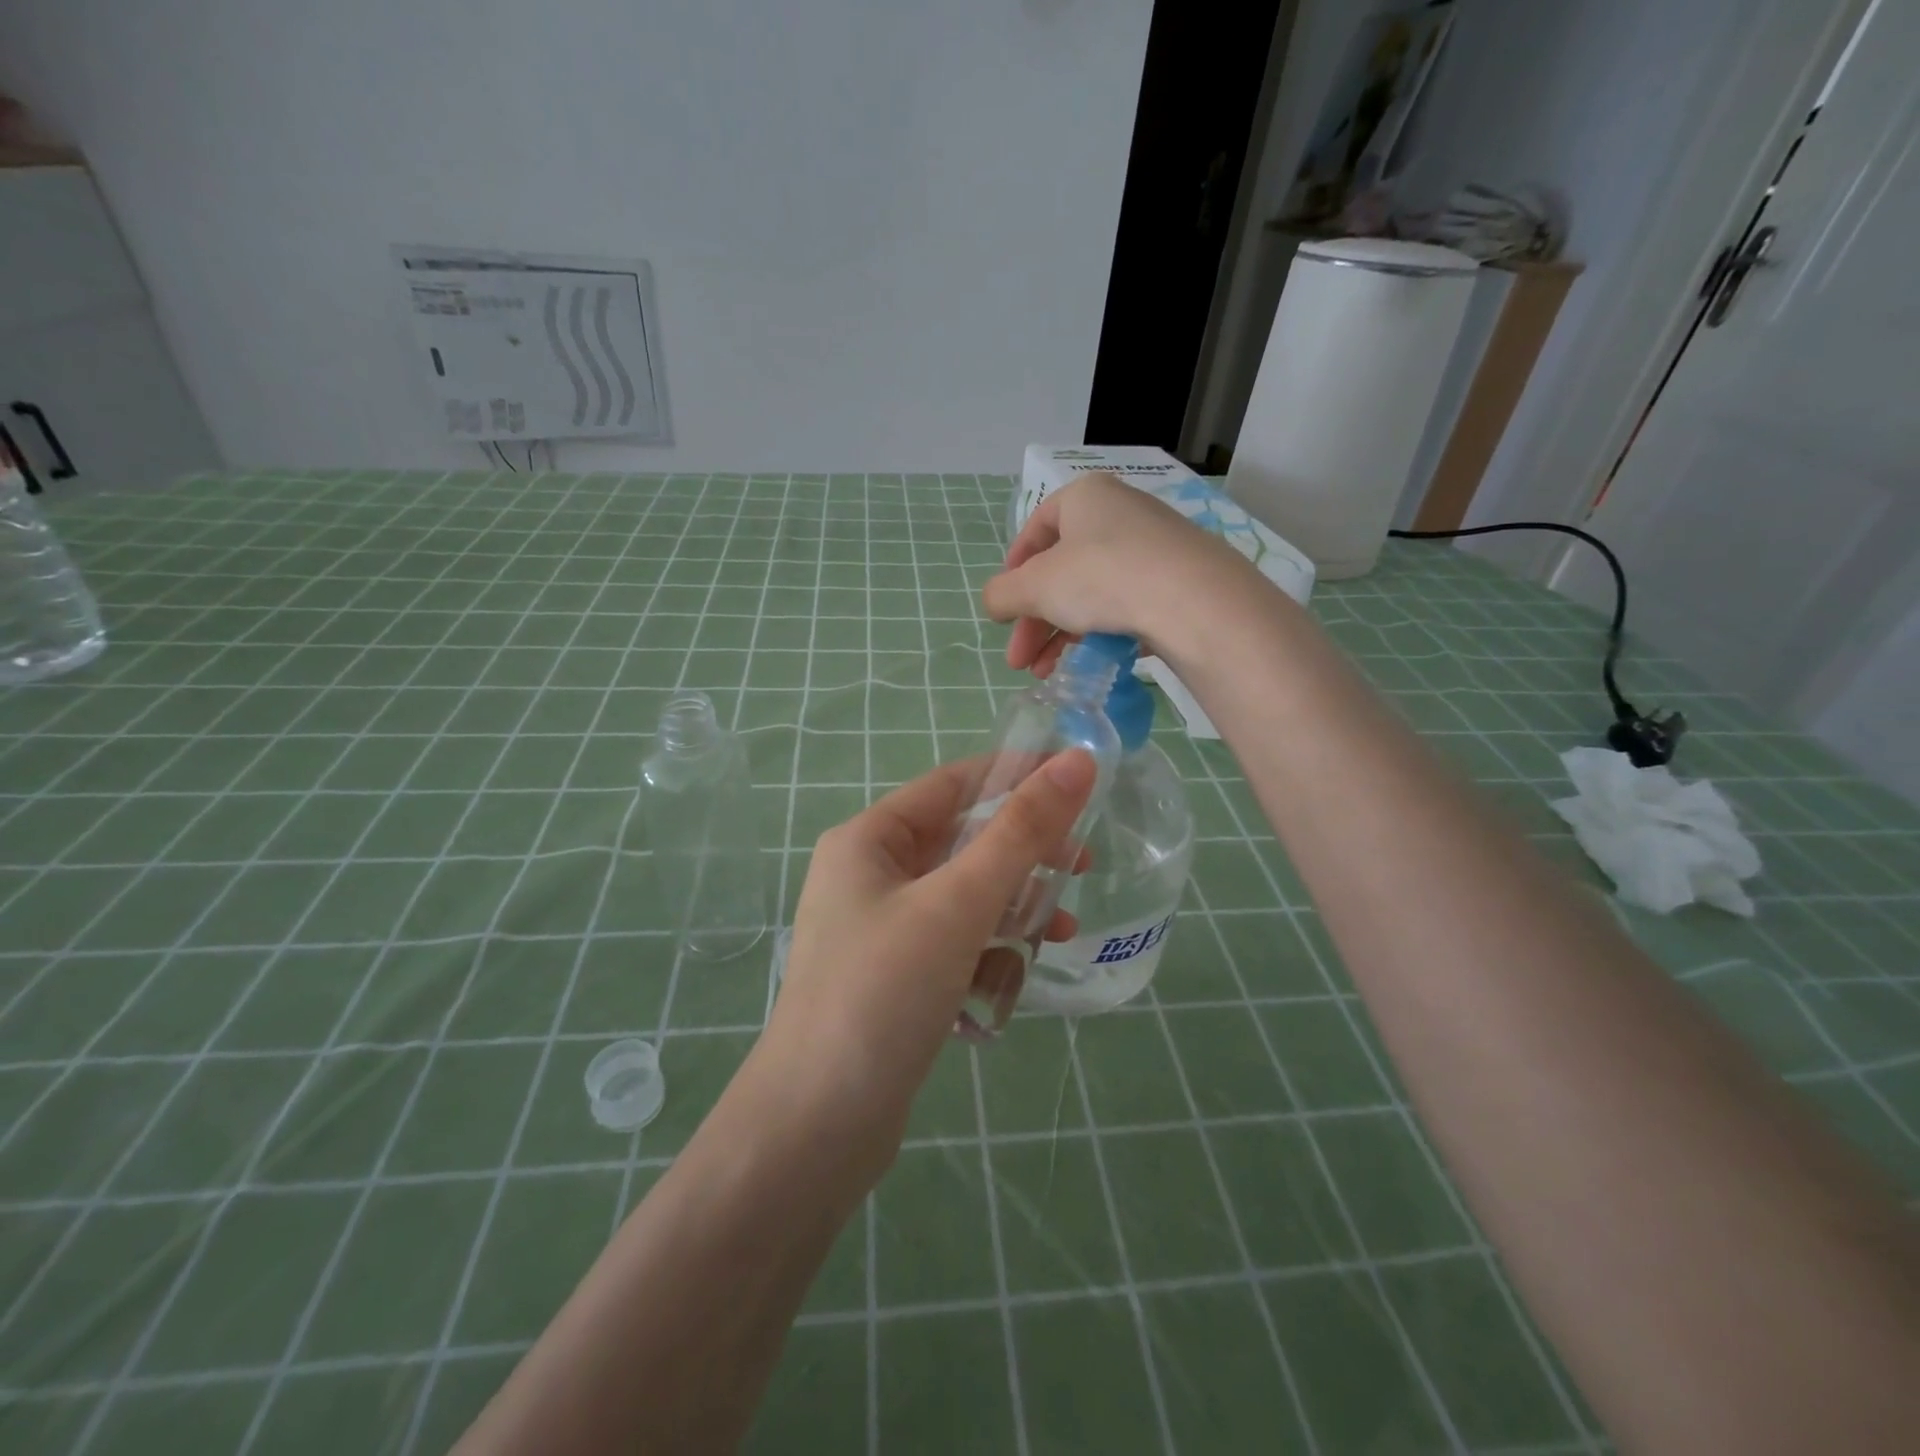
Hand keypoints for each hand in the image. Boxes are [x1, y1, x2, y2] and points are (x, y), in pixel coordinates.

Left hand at [758, 751, 1097, 1155]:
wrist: (816, 1128)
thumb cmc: (883, 993)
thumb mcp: (958, 904)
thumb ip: (1020, 832)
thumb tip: (1077, 762)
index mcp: (867, 840)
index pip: (951, 784)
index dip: (1015, 775)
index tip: (1078, 779)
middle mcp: (868, 876)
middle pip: (960, 842)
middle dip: (1021, 853)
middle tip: (1081, 864)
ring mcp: (879, 931)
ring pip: (962, 897)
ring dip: (1012, 907)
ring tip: (1060, 930)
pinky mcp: (893, 979)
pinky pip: (954, 943)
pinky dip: (988, 950)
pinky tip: (1016, 977)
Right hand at [982, 472, 1261, 676]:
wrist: (1196, 602)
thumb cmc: (1103, 578)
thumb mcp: (1036, 587)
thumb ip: (1003, 594)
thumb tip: (994, 602)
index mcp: (1085, 497)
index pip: (1037, 528)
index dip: (1014, 570)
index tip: (1005, 608)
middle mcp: (1121, 513)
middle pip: (1063, 570)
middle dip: (1035, 620)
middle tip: (1020, 661)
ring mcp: (1156, 547)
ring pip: (1094, 592)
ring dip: (1062, 635)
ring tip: (1048, 673)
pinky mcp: (1180, 581)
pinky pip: (1129, 604)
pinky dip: (1102, 633)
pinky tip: (1091, 664)